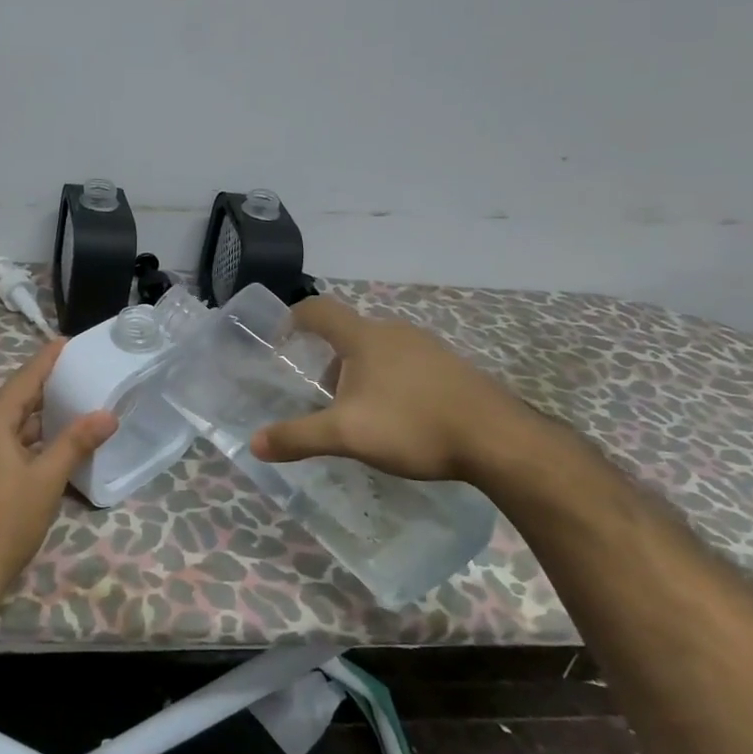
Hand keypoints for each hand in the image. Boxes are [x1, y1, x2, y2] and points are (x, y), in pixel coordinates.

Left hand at [0, 339, 116, 606]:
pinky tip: (46, 448)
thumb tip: (107, 414)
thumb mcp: (47, 480)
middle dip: (45, 389)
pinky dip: (25, 440)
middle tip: (78, 376)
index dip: (46, 360)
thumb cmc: (6, 521)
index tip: (66, 341)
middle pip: (14, 401)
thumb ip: (76, 443)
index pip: (23, 380)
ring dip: (36, 419)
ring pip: (7, 426)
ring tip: (70, 408)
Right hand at [251, 296, 537, 483]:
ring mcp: (427, 347)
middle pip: (348, 334)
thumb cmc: (412, 425)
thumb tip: (254, 443)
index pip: (318, 310)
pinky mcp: (451, 368)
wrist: (498, 439)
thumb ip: (298, 437)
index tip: (281, 341)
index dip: (293, 319)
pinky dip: (390, 382)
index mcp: (364, 337)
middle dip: (328, 361)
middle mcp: (394, 332)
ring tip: (360, 413)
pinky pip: (407, 365)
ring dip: (360, 373)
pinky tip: (400, 419)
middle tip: (321, 396)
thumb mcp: (346, 434)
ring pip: (379, 351)